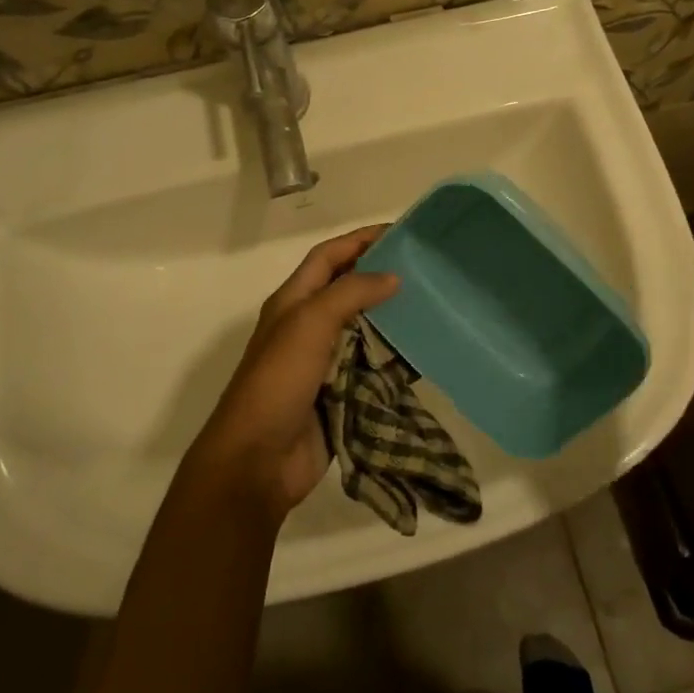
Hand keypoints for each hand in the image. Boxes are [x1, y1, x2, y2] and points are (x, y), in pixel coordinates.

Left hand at [187, 226, 399, 518]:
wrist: (258, 460)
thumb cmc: (279, 380)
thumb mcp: (309, 323)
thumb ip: (350, 293)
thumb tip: (392, 276)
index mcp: (294, 302)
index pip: (329, 256)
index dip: (359, 239)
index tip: (399, 232)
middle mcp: (309, 327)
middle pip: (350, 291)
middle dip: (383, 277)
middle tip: (427, 270)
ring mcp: (325, 363)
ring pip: (366, 330)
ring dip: (395, 319)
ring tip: (435, 307)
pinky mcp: (341, 395)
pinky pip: (374, 369)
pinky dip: (397, 361)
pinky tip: (425, 354)